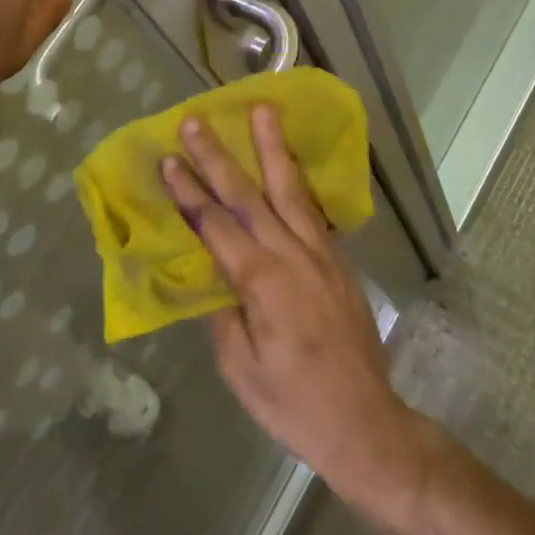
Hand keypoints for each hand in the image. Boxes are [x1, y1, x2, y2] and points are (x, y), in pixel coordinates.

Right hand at [160, 106, 426, 496]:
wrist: (366, 424)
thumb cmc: (293, 404)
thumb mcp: (239, 368)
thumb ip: (222, 314)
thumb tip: (211, 276)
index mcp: (261, 282)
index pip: (216, 225)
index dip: (189, 191)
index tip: (169, 159)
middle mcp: (292, 255)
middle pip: (249, 194)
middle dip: (218, 156)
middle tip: (197, 120)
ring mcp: (321, 254)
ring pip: (290, 189)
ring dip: (272, 147)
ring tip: (262, 110)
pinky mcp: (339, 260)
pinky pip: (313, 210)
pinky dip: (297, 179)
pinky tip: (289, 161)